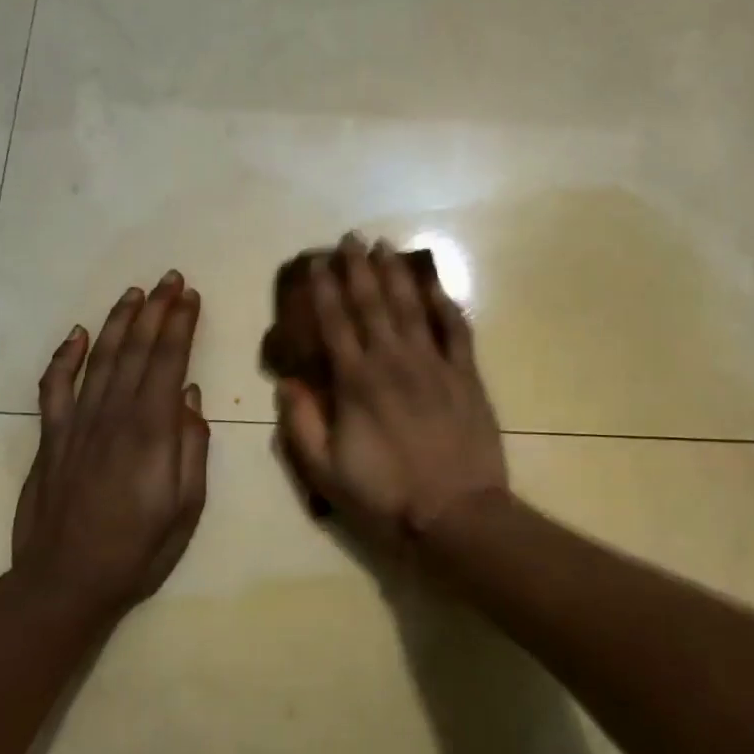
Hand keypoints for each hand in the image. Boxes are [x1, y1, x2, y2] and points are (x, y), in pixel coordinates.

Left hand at [11, 271, 209, 622]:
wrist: (65, 582)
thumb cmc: (138, 549)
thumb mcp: (186, 506)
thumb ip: (192, 447)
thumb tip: (191, 396)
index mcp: (151, 431)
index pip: (169, 361)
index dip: (180, 324)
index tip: (190, 295)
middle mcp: (113, 415)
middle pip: (136, 349)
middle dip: (155, 310)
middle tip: (169, 278)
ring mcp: (77, 424)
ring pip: (100, 358)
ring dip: (118, 321)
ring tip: (134, 293)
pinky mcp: (50, 438)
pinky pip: (54, 388)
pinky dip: (65, 357)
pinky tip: (78, 335)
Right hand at [277, 236, 507, 541]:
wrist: (456, 515)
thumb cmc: (385, 496)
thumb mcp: (326, 472)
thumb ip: (302, 424)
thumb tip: (287, 381)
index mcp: (356, 382)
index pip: (335, 323)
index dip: (324, 290)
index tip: (316, 262)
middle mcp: (392, 361)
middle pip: (372, 304)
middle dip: (358, 268)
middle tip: (350, 238)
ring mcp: (433, 364)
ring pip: (411, 307)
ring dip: (396, 274)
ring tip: (384, 247)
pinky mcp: (466, 375)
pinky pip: (456, 330)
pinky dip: (445, 304)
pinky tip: (435, 285)